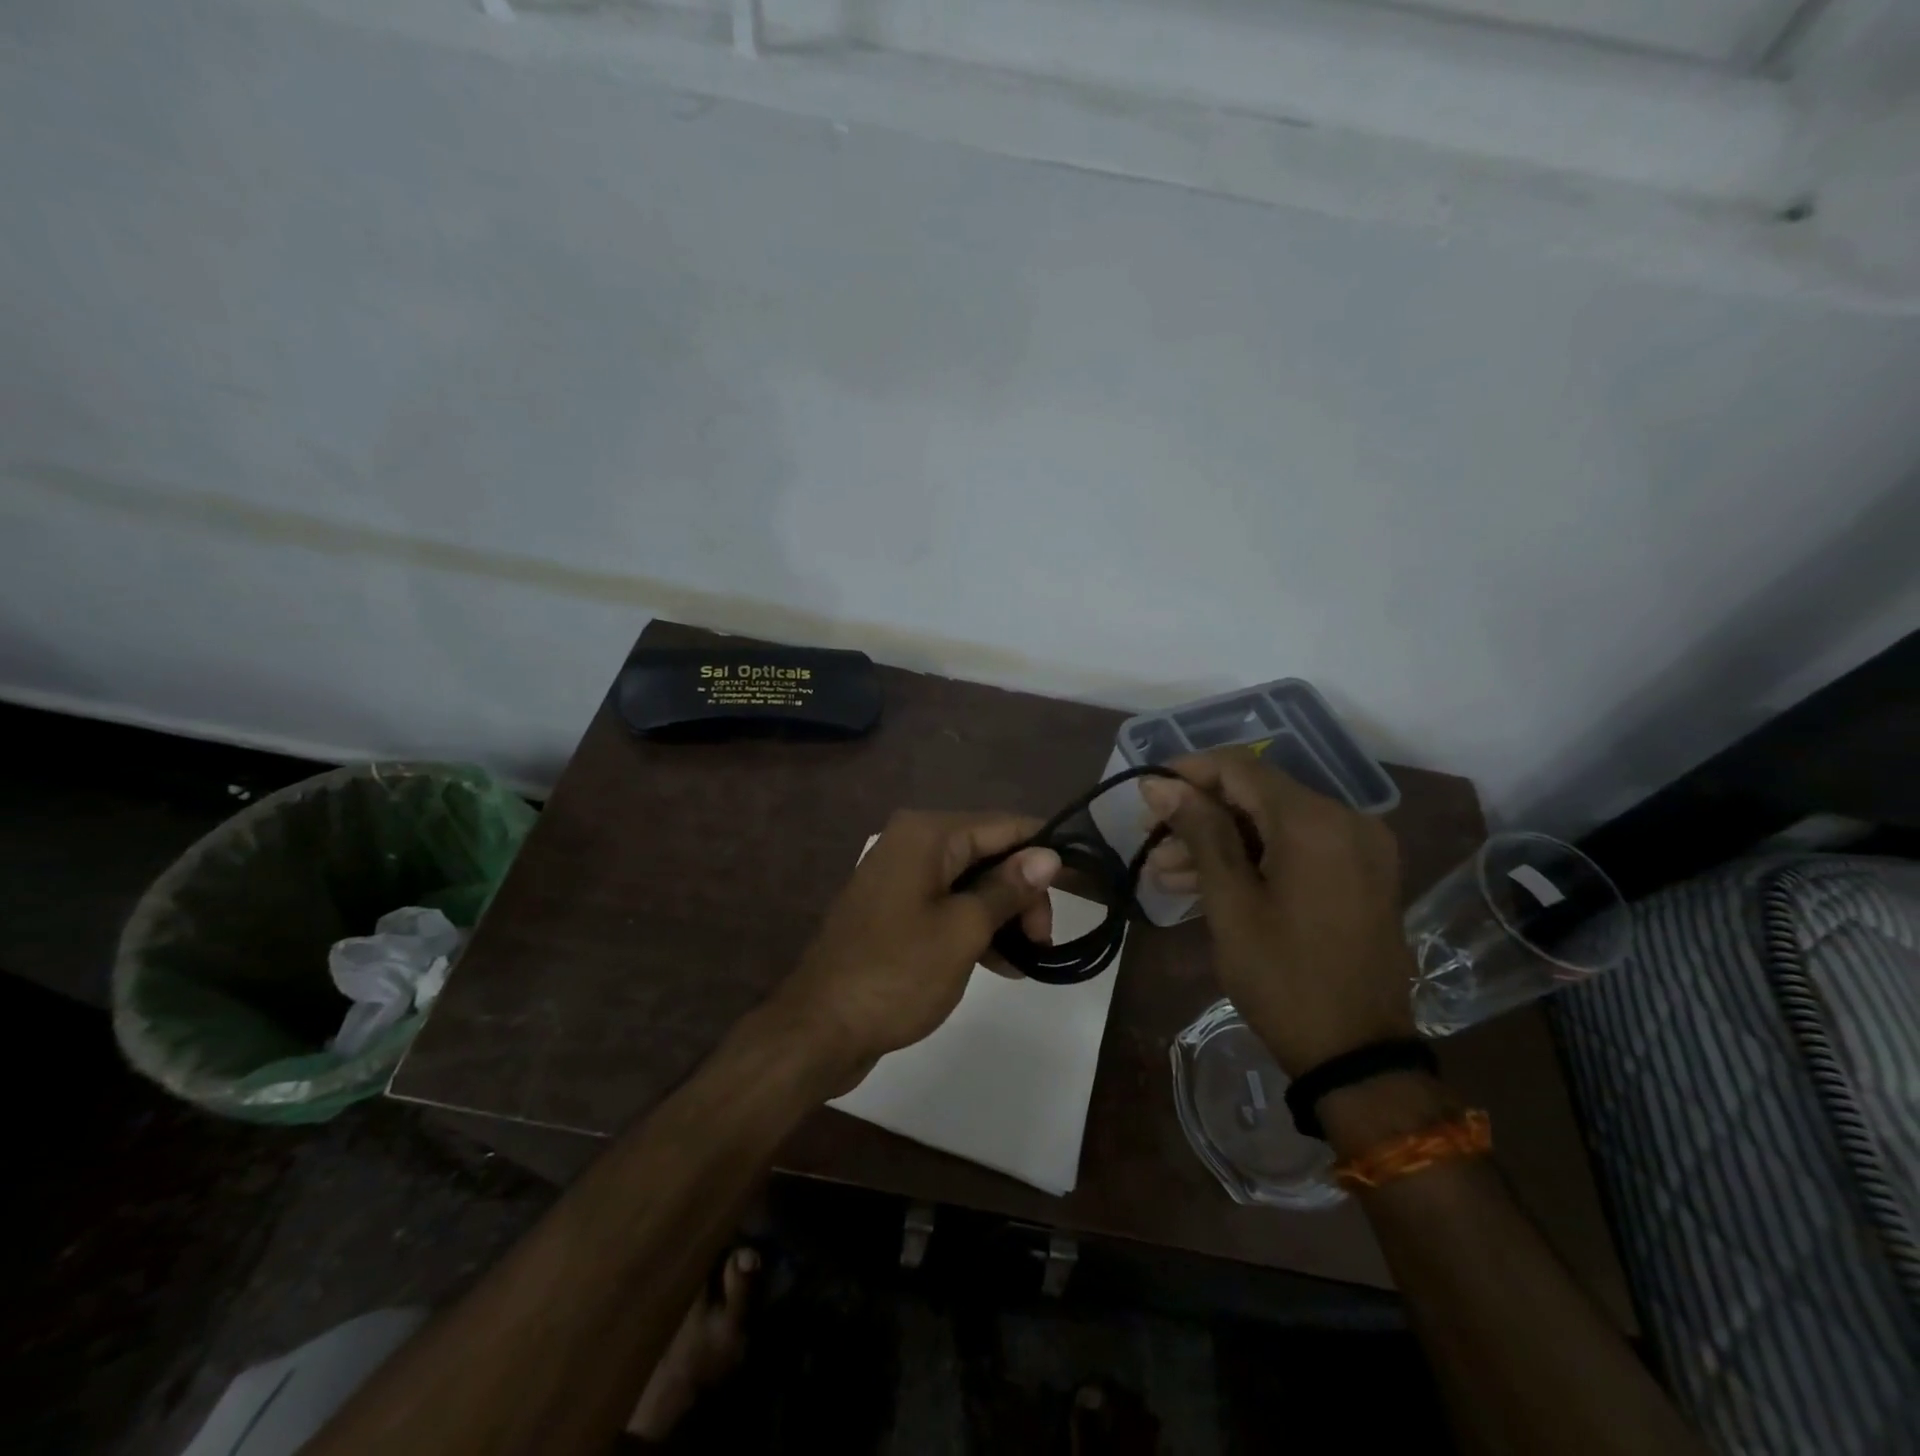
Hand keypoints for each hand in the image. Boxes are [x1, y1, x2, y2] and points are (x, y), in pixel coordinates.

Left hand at [773, 811, 1060, 1089]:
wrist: (820, 1028)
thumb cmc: (896, 973)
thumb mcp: (963, 930)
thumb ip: (1008, 888)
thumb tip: (1049, 854)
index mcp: (928, 834)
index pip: (1004, 826)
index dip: (1044, 851)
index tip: (1079, 886)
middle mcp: (913, 843)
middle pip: (988, 854)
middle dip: (1021, 894)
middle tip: (1042, 941)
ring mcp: (901, 877)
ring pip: (971, 883)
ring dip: (1003, 915)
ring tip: (1030, 959)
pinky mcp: (895, 910)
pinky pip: (948, 906)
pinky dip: (975, 928)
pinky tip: (1003, 965)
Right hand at [1140, 750, 1415, 1075]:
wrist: (1358, 1056)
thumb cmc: (1283, 978)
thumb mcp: (1230, 903)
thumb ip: (1199, 831)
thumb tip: (1159, 784)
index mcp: (1315, 821)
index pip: (1240, 767)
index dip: (1188, 772)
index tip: (1146, 795)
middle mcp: (1346, 820)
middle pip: (1257, 795)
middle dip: (1200, 814)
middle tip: (1151, 844)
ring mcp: (1359, 848)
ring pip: (1273, 823)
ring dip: (1221, 840)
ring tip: (1166, 873)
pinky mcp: (1361, 874)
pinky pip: (1296, 847)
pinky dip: (1253, 858)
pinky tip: (1206, 883)